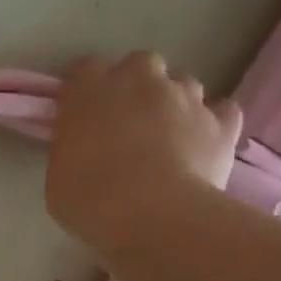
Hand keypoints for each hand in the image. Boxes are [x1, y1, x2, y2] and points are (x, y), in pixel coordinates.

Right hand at [45, 52, 242, 262]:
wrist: (154, 215)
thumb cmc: (90, 197)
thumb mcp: (57, 175)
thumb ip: (70, 147)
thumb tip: (81, 146)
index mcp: (91, 90)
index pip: (83, 69)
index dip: (81, 88)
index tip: (77, 110)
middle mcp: (141, 79)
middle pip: (138, 64)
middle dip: (132, 85)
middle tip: (124, 120)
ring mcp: (186, 97)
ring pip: (182, 83)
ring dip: (172, 101)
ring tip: (165, 135)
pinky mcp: (222, 122)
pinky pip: (221, 111)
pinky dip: (212, 122)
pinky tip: (202, 142)